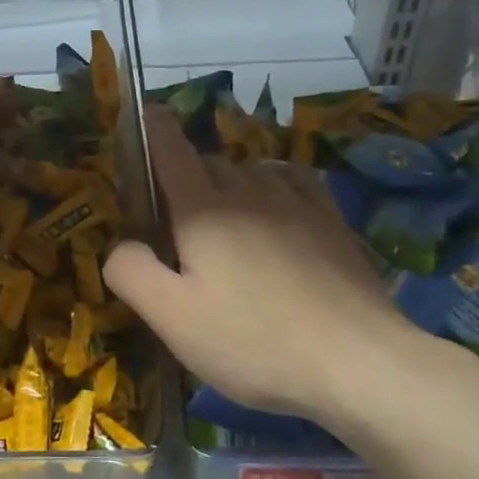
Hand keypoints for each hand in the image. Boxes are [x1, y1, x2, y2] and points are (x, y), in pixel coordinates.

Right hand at [102, 107, 442, 429]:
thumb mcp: (173, 319)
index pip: (171, 150)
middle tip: (176, 220)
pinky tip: (278, 203)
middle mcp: (248, 191)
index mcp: (202, 210)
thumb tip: (120, 244)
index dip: (153, 129)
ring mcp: (296, 203)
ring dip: (229, 182)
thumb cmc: (253, 342)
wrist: (359, 363)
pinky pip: (293, 180)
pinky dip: (274, 182)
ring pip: (250, 171)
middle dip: (186, 177)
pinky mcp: (332, 222)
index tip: (144, 114)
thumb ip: (131, 272)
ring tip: (225, 218)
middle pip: (208, 163)